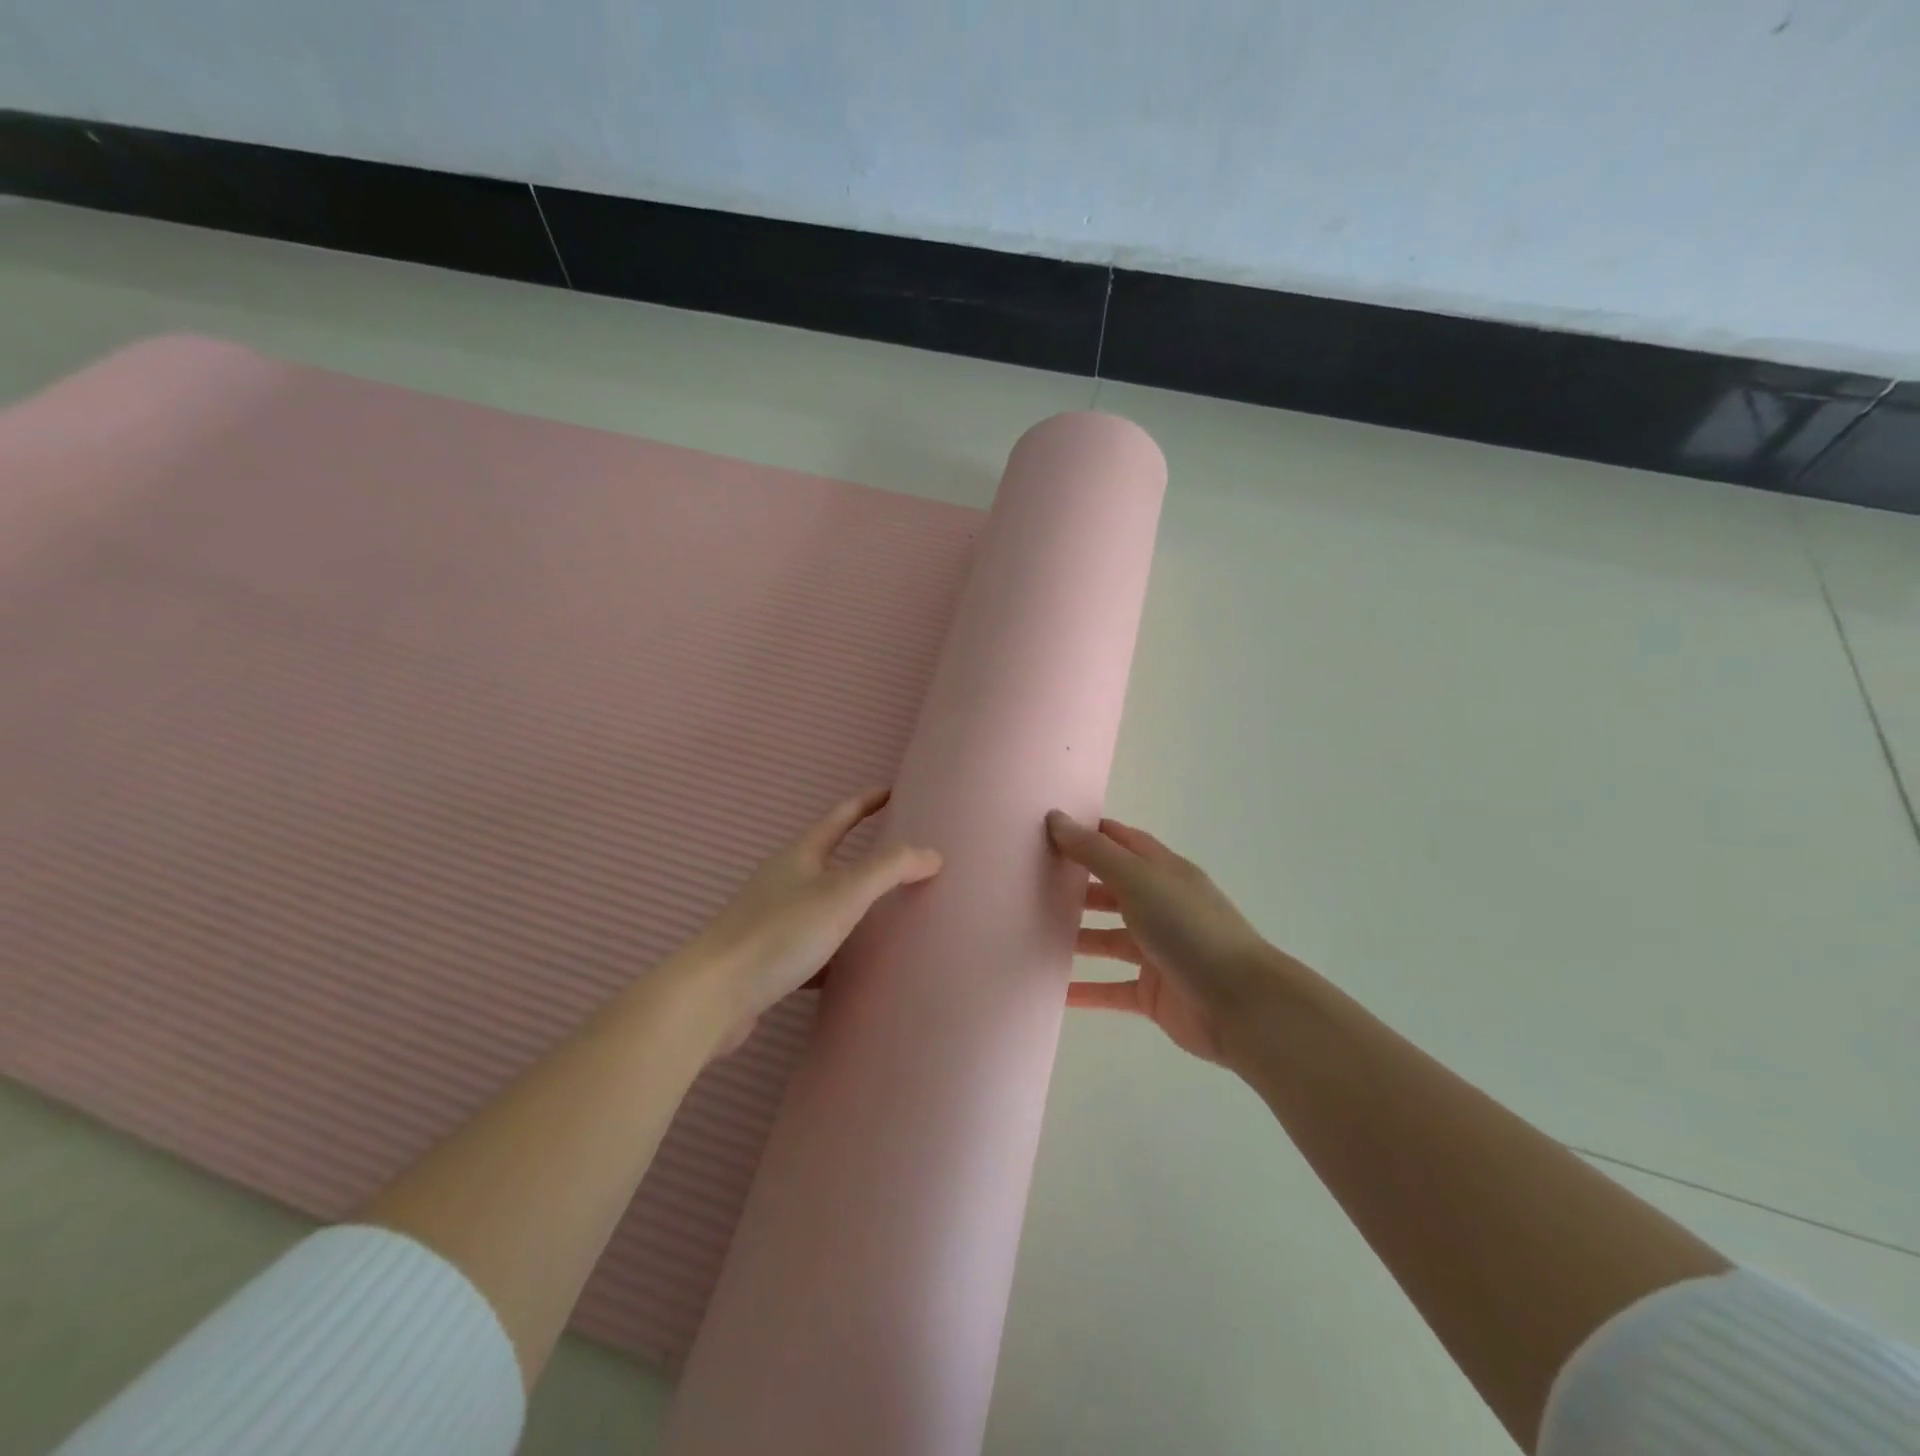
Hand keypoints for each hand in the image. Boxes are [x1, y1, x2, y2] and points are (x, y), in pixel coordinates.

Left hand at [676, 788, 940, 1055]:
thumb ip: (890, 869)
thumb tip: (932, 853)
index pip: (840, 818)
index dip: (867, 802)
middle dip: (862, 856)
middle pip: (829, 860)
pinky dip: (835, 952)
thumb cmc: (780, 933)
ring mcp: (772, 921)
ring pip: (822, 906)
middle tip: (900, 858)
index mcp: (800, 856)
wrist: (713, 996)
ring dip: (851, 906)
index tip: (891, 792)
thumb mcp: (843, 893)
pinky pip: (812, 947)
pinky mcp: (767, 960)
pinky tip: (852, 970)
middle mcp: (783, 882)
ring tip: (885, 915)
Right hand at [1046, 811, 1279, 1065]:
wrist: (1241, 1005)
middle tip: (1030, 885)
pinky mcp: (1153, 994)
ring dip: (1076, 938)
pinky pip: (1111, 988)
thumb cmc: (1189, 929)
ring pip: (1108, 940)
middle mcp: (1161, 907)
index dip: (1090, 834)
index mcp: (1164, 873)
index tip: (1049, 831)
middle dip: (1076, 886)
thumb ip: (1095, 852)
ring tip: (1032, 935)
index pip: (1122, 842)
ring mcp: (1157, 952)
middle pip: (1112, 890)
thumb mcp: (1139, 880)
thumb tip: (1055, 818)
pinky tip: (1053, 991)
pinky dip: (1085, 990)